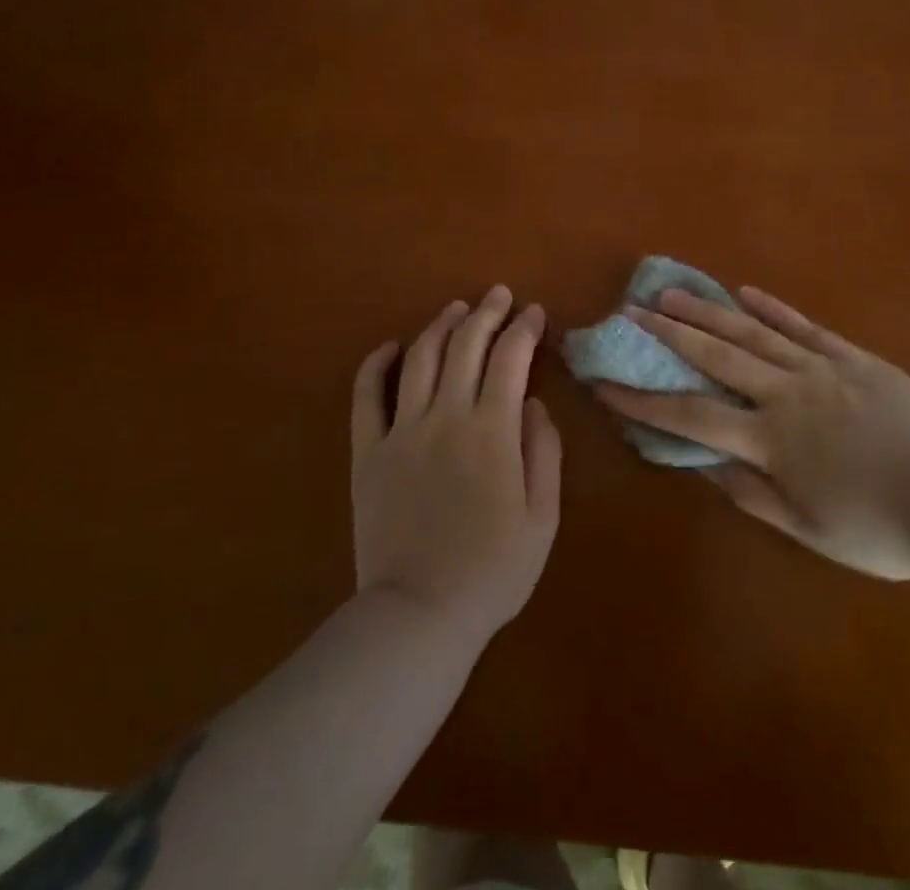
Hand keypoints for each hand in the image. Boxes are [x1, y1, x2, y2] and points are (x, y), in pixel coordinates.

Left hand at [351, 286, 562, 641]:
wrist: (419, 614)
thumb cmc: (493, 570)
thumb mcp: (542, 517)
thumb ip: (543, 452)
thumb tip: (533, 404)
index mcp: (492, 430)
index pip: (510, 359)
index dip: (524, 329)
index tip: (534, 312)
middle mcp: (446, 416)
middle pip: (466, 346)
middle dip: (486, 313)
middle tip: (499, 295)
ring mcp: (402, 431)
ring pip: (420, 359)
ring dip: (440, 326)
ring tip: (456, 309)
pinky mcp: (369, 452)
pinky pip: (366, 397)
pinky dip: (375, 365)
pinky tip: (390, 346)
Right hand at [597, 287, 909, 579]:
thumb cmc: (883, 527)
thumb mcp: (811, 530)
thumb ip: (753, 494)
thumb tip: (703, 463)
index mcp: (772, 439)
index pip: (692, 415)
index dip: (644, 401)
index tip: (606, 384)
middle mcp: (786, 393)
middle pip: (716, 356)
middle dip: (668, 334)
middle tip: (632, 310)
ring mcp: (821, 368)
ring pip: (754, 332)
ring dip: (709, 311)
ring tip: (672, 292)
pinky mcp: (853, 357)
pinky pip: (804, 327)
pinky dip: (773, 308)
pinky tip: (747, 292)